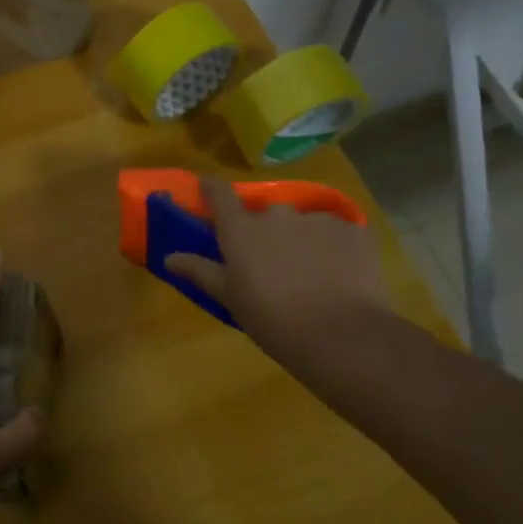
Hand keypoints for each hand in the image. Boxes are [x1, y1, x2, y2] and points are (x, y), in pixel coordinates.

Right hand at [164, 175, 389, 370]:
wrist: (340, 335)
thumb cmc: (272, 320)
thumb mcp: (230, 298)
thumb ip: (200, 271)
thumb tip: (170, 257)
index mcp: (240, 230)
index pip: (219, 193)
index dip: (212, 188)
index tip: (208, 190)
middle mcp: (276, 214)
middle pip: (264, 214)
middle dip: (265, 232)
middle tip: (270, 263)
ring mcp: (317, 219)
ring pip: (302, 224)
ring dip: (301, 240)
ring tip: (311, 274)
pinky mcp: (353, 230)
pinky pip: (336, 233)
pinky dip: (333, 249)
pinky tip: (339, 276)